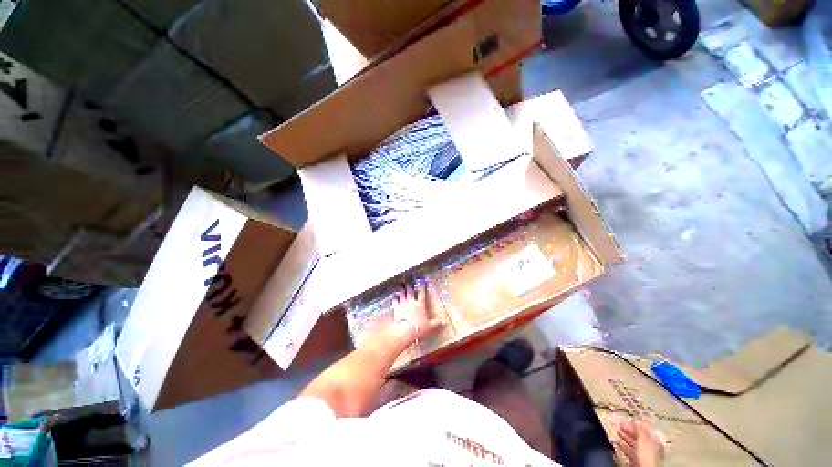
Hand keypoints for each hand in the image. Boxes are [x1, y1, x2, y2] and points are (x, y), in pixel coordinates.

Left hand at [393, 281, 443, 342]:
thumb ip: (435, 323)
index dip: (422, 285)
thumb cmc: (419, 328)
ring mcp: (403, 304)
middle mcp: (411, 302)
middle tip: (409, 279)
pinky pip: (395, 300)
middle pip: (410, 290)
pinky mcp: (396, 308)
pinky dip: (394, 297)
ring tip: (401, 285)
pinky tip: (394, 295)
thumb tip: (442, 322)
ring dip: (402, 289)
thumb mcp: (430, 326)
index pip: (422, 292)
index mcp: (420, 304)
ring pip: (402, 293)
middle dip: (410, 284)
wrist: (406, 331)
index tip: (422, 280)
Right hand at [614, 418, 663, 466]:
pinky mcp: (635, 458)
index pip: (645, 430)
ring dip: (625, 437)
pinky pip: (628, 449)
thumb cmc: (646, 453)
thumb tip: (635, 419)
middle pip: (638, 436)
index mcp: (654, 441)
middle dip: (629, 430)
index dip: (637, 424)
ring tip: (617, 431)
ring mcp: (642, 453)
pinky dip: (622, 445)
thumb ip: (639, 429)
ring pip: (632, 442)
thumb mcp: (643, 439)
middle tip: (620, 424)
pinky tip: (617, 441)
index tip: (629, 419)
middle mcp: (649, 446)